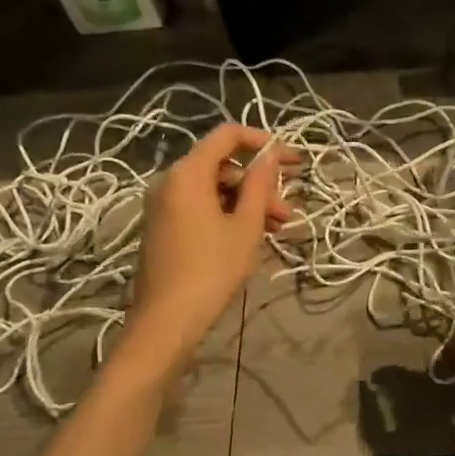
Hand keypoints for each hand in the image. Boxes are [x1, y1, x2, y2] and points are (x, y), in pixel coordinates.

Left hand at [128, 124, 295, 368]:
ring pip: (214, 190)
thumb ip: (259, 185)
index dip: (262, 141)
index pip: (227, 136)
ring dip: (247, 203)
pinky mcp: (164, 227)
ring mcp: (163, 206)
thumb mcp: (246, 226)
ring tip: (278, 228)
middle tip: (287, 209)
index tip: (290, 160)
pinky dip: (228, 215)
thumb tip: (270, 155)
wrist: (167, 320)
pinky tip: (253, 237)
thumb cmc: (212, 269)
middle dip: (259, 184)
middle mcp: (170, 181)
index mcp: (188, 173)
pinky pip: (200, 207)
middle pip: (222, 166)